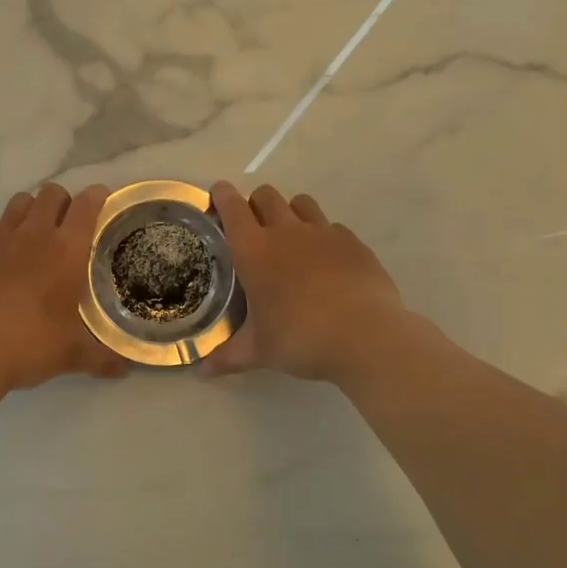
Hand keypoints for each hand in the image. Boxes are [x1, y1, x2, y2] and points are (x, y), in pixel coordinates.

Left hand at [0, 183, 129, 392]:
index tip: (102, 201)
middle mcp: (35, 233)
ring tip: (34, 235)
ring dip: (31, 210)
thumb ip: (102, 358)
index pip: (87, 204)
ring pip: (20, 202)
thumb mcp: (72, 355)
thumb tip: (125, 370)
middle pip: (51, 193)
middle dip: (63, 202)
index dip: (97, 196)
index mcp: (67, 250)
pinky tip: (1, 255)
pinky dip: (1, 232)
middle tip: (66, 226)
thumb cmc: (29, 345)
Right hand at [205, 181, 408, 383]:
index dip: (222, 196)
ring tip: (291, 238)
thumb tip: (200, 374)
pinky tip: (327, 261)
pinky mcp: (353, 242)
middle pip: (266, 196)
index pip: (232, 208)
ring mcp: (323, 233)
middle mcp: (286, 231)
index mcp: (254, 250)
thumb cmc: (301, 339)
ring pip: (301, 203)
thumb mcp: (259, 351)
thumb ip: (227, 357)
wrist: (367, 337)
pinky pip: (333, 227)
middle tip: (254, 226)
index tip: (219, 193)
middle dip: (256, 203)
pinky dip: (324, 236)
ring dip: (291, 212)